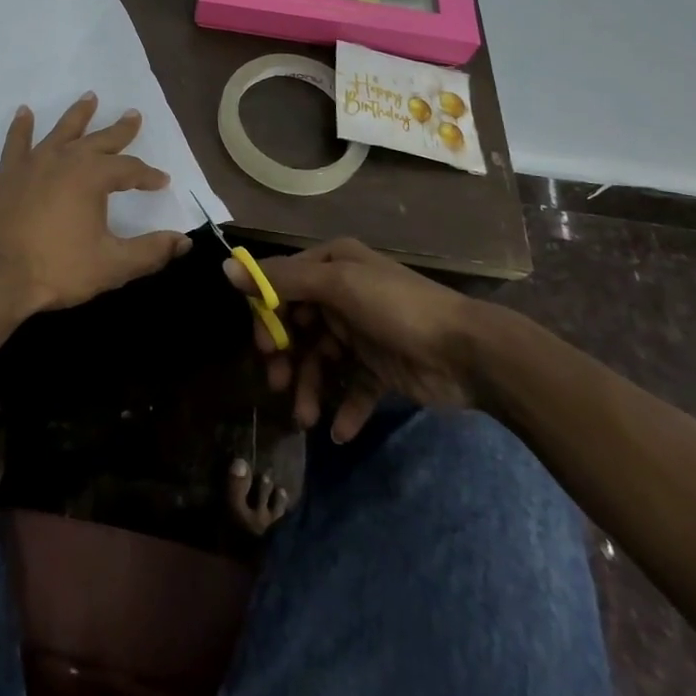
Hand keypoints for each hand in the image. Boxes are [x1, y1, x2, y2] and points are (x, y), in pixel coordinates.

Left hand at [0, 93, 191, 315]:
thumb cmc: (57, 269)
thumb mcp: (112, 265)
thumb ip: (150, 251)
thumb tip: (184, 241)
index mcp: (93, 176)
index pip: (130, 169)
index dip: (148, 175)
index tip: (161, 181)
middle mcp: (65, 159)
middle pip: (99, 140)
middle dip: (120, 130)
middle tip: (133, 115)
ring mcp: (33, 163)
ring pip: (62, 131)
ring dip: (78, 114)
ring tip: (90, 97)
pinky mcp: (7, 174)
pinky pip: (17, 142)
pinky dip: (21, 126)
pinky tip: (24, 112)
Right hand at [226, 237, 482, 440]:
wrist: (470, 352)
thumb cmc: (398, 308)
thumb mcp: (338, 286)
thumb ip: (283, 281)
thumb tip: (225, 270)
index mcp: (332, 265)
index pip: (282, 285)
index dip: (267, 316)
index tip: (262, 347)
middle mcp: (343, 293)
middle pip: (297, 326)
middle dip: (286, 358)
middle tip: (277, 385)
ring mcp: (361, 332)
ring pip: (320, 360)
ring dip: (310, 388)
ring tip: (307, 418)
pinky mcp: (380, 368)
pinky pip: (352, 388)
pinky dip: (343, 408)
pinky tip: (339, 430)